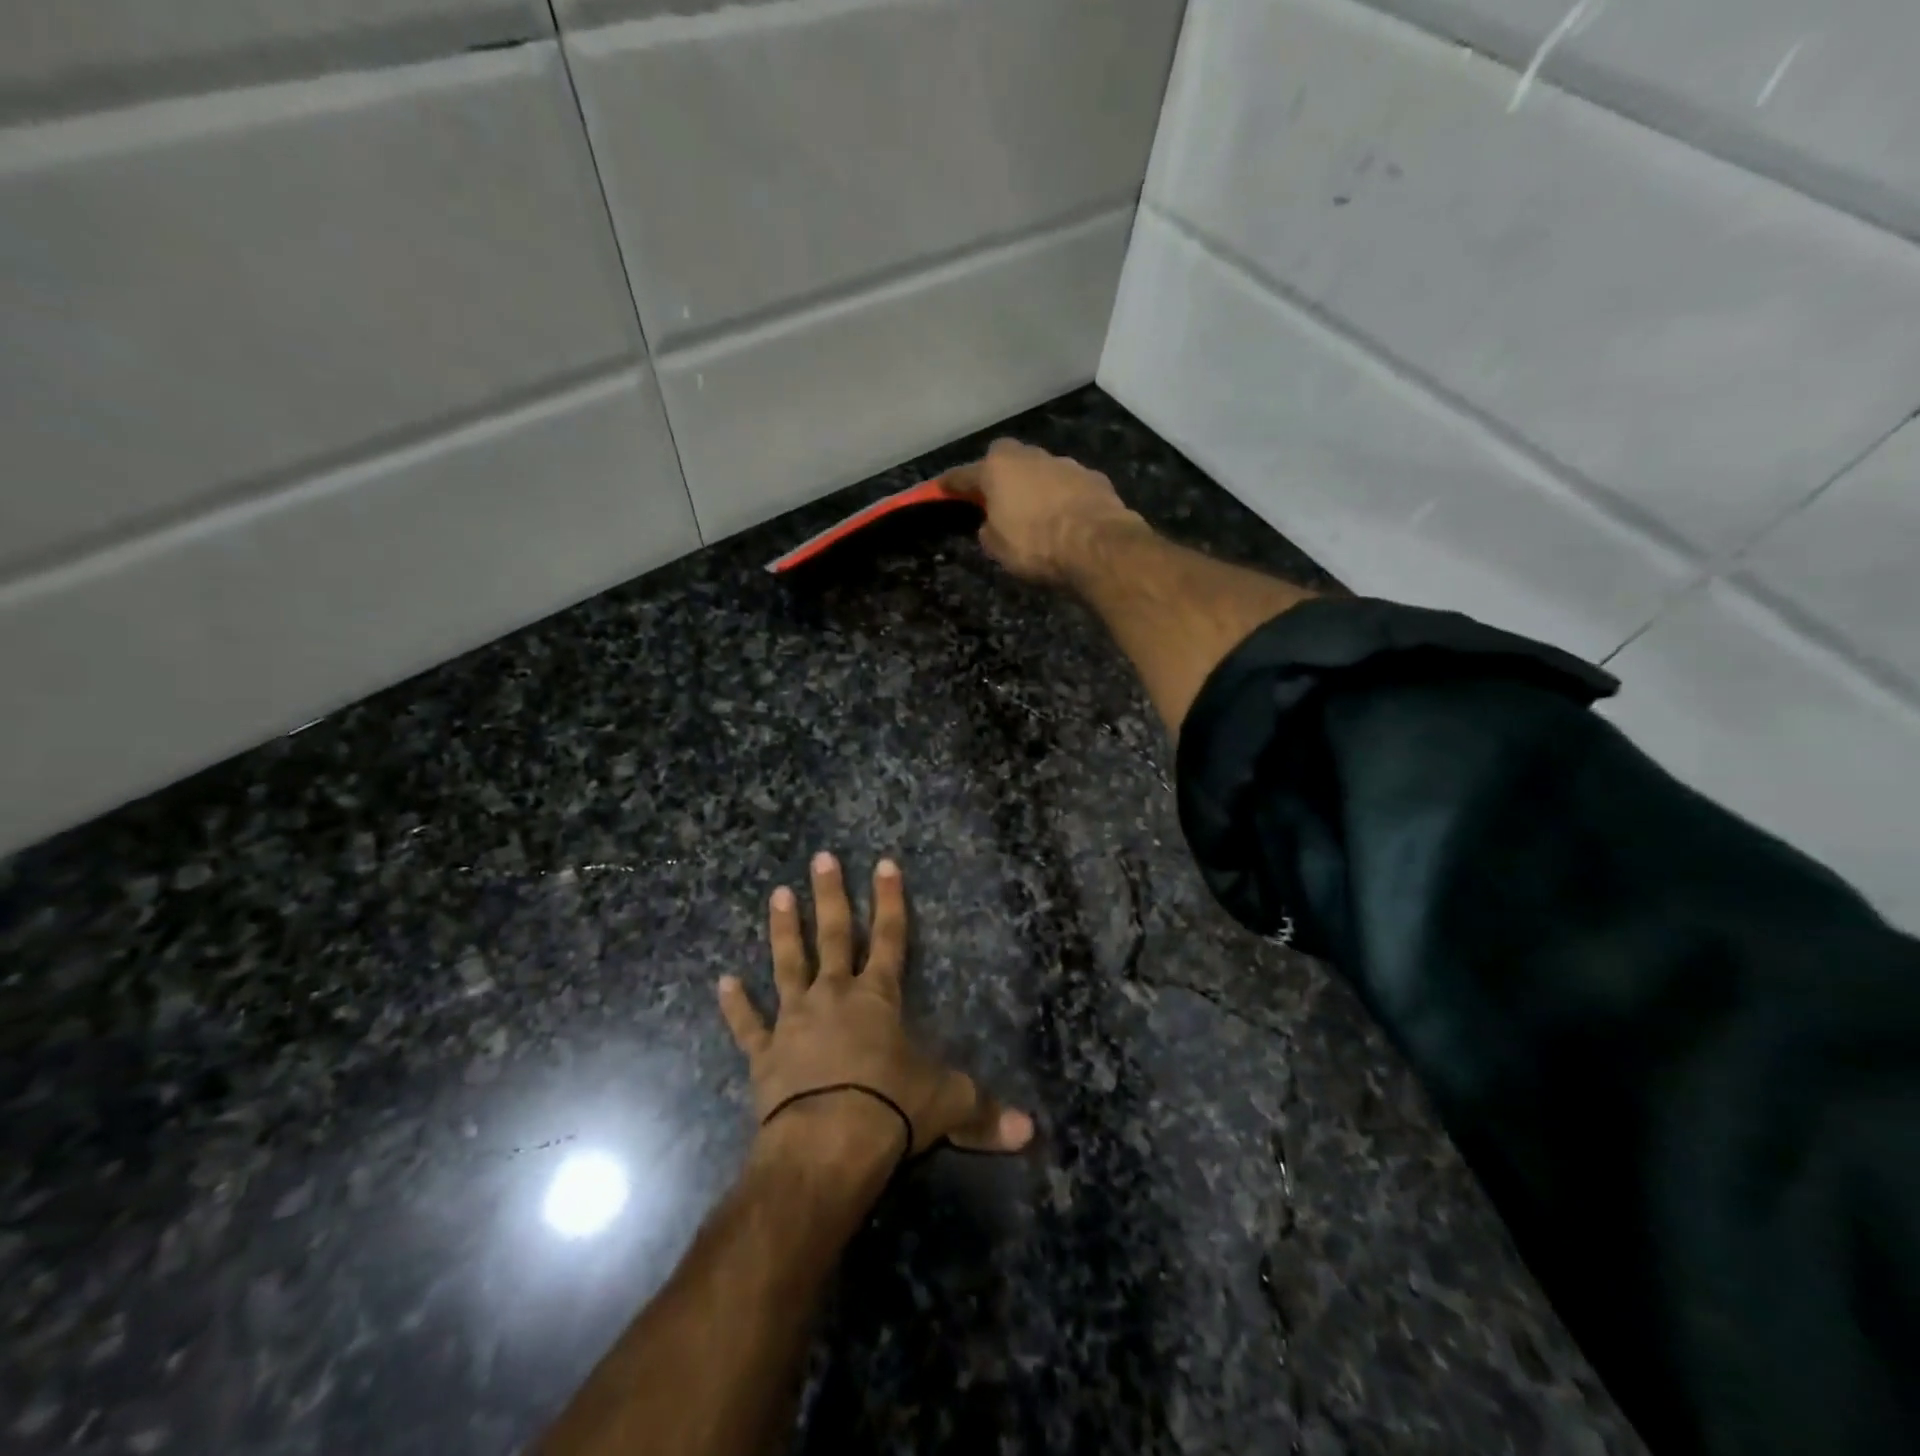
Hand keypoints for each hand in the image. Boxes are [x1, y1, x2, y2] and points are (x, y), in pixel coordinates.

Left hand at [717, 853, 1034, 1162]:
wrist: (827, 1144)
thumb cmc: (891, 1110)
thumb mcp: (947, 1105)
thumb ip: (985, 1113)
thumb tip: (1030, 1132)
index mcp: (878, 998)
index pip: (890, 937)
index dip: (890, 900)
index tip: (885, 863)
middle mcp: (834, 996)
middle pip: (833, 935)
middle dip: (830, 895)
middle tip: (821, 858)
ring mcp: (795, 1021)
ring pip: (788, 964)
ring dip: (783, 930)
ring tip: (776, 894)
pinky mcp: (766, 1054)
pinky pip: (748, 1025)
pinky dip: (735, 1006)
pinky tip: (723, 982)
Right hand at [944, 438, 1147, 585]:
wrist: (1097, 545)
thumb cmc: (1036, 546)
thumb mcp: (998, 548)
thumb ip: (990, 529)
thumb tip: (992, 523)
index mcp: (998, 469)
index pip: (965, 475)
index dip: (952, 484)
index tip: (941, 487)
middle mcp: (1030, 457)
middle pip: (1007, 459)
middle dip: (1000, 474)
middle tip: (998, 497)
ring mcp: (1065, 464)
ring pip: (1041, 470)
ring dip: (1035, 485)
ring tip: (1037, 512)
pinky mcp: (1094, 478)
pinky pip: (1069, 485)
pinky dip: (1064, 497)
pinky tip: (1067, 517)